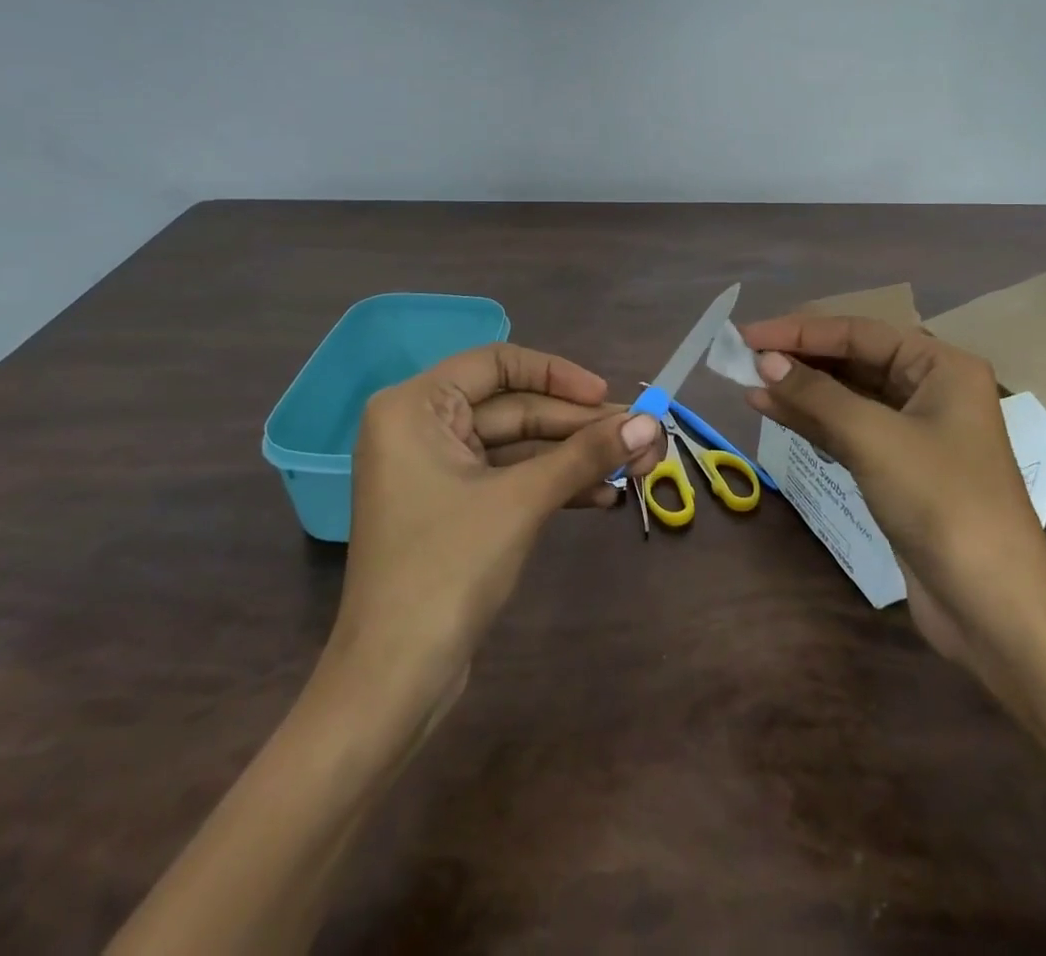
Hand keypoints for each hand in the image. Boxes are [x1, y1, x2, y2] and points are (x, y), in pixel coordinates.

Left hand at [325, 344, 664, 703]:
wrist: (394, 681)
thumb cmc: (447, 569)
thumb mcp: (522, 501)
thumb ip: (585, 454)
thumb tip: (651, 422)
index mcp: (415, 407)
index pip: (497, 363)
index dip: (557, 375)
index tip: (606, 397)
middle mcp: (420, 428)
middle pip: (514, 407)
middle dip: (579, 426)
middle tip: (642, 436)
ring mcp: (437, 471)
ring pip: (518, 446)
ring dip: (575, 457)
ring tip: (638, 467)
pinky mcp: (454, 508)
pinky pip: (510, 479)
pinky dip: (553, 485)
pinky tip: (604, 497)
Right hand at [739, 315, 1045, 682]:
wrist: (991, 606)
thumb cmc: (942, 503)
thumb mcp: (874, 438)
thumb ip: (816, 395)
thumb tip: (764, 361)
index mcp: (941, 367)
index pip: (859, 333)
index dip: (800, 331)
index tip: (747, 334)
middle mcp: (929, 389)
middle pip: (852, 360)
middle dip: (798, 359)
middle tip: (742, 356)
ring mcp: (913, 431)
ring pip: (845, 396)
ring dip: (798, 390)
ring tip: (746, 382)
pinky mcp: (896, 468)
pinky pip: (846, 430)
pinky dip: (810, 421)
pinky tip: (772, 411)